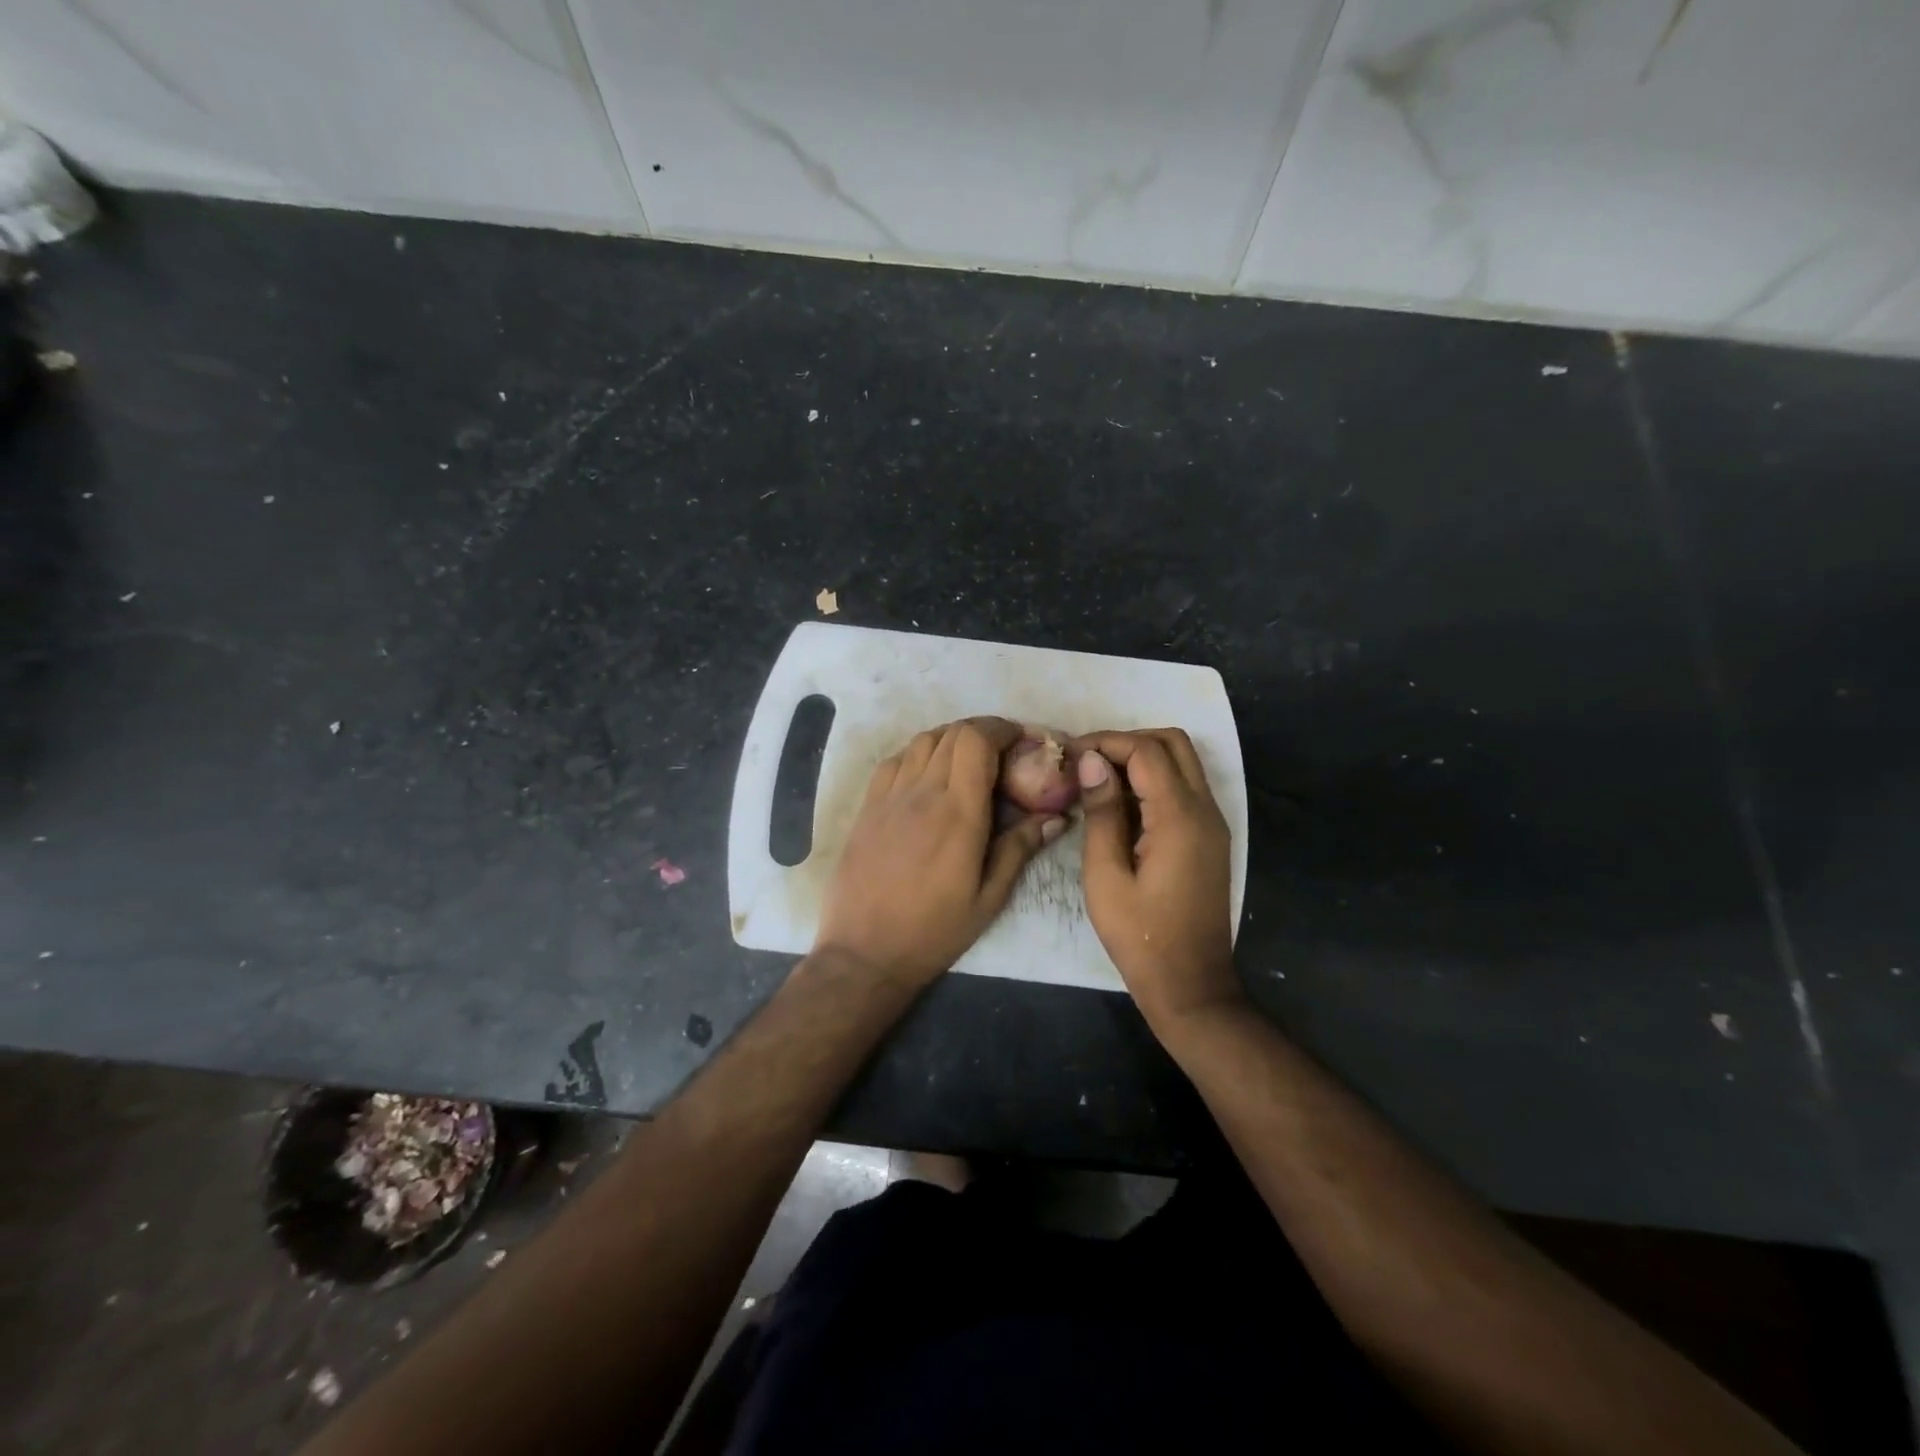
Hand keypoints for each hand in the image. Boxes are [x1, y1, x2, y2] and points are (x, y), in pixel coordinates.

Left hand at [815, 717, 1066, 988]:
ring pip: (923, 740)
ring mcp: (889, 796)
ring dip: (952, 739)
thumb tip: (1056, 817)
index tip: (1022, 740)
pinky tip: (929, 776)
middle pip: (952, 732)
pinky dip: (919, 754)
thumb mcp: (989, 898)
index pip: (977, 740)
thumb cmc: (933, 930)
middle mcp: (922, 792)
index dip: (1003, 729)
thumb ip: (1020, 849)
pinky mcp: (868, 806)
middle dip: (984, 731)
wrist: (864, 951)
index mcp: (958, 812)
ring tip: (969, 761)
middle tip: (1003, 753)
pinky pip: (895, 760)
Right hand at [1073, 728, 1241, 1027]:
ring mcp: (1212, 824)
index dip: (1106, 742)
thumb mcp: (1106, 876)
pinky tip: (1119, 805)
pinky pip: (1184, 789)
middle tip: (1087, 762)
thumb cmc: (1140, 937)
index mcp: (1179, 818)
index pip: (1146, 751)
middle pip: (1173, 743)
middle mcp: (1205, 810)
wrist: (1190, 985)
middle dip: (1127, 741)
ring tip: (1097, 780)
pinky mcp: (1209, 838)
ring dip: (1141, 758)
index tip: (1069, 754)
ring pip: (1182, 763)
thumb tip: (1091, 761)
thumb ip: (1101, 813)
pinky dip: (1153, 781)